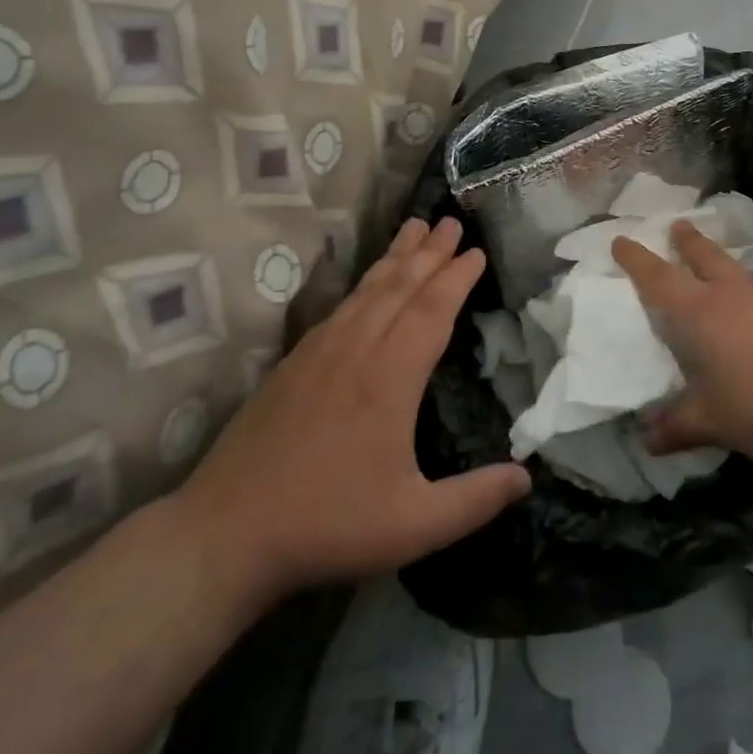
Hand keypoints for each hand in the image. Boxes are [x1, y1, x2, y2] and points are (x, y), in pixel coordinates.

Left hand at [174, 217, 530, 610]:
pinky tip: (368, 282)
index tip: (477, 252)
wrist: (225, 533)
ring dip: (396, 256)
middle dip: (430, 251)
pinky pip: (340, 306)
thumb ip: (473, 500)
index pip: (432, 311)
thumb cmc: (328, 524)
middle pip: (401, 286)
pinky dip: (363, 282)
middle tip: (451, 220)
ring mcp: (321, 352)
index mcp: (391, 377)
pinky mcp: (294, 362)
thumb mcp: (413, 524)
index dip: (456, 278)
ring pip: (368, 289)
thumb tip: (527, 477)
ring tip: (414, 226)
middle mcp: (357, 350)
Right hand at [612, 221, 752, 462]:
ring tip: (718, 264)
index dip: (636, 259)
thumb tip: (644, 439)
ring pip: (737, 268)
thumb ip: (677, 427)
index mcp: (699, 311)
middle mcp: (732, 292)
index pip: (658, 277)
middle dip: (685, 241)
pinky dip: (752, 288)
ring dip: (721, 261)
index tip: (620, 240)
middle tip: (676, 226)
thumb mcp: (713, 422)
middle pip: (703, 255)